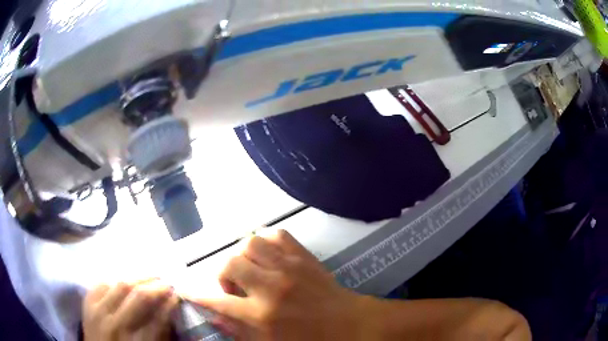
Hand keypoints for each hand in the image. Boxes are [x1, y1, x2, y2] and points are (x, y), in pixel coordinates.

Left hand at [83, 279, 178, 340]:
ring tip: (148, 277)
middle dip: (155, 286)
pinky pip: (102, 283)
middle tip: (166, 282)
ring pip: (119, 284)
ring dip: (137, 278)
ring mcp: (97, 311)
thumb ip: (159, 333)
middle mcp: (114, 325)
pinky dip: (115, 279)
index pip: (157, 318)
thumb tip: (169, 309)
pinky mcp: (87, 302)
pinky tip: (124, 280)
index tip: (177, 295)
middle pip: (137, 296)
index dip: (169, 304)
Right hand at [192, 229, 369, 340]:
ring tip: (253, 270)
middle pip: (229, 263)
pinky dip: (267, 242)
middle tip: (236, 286)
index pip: (218, 301)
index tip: (185, 288)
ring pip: (250, 243)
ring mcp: (289, 267)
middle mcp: (271, 287)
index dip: (197, 294)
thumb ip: (239, 331)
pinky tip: (270, 256)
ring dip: (244, 256)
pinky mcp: (304, 256)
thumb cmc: (311, 340)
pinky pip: (277, 234)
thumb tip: (213, 315)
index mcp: (262, 315)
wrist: (351, 324)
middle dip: (224, 274)